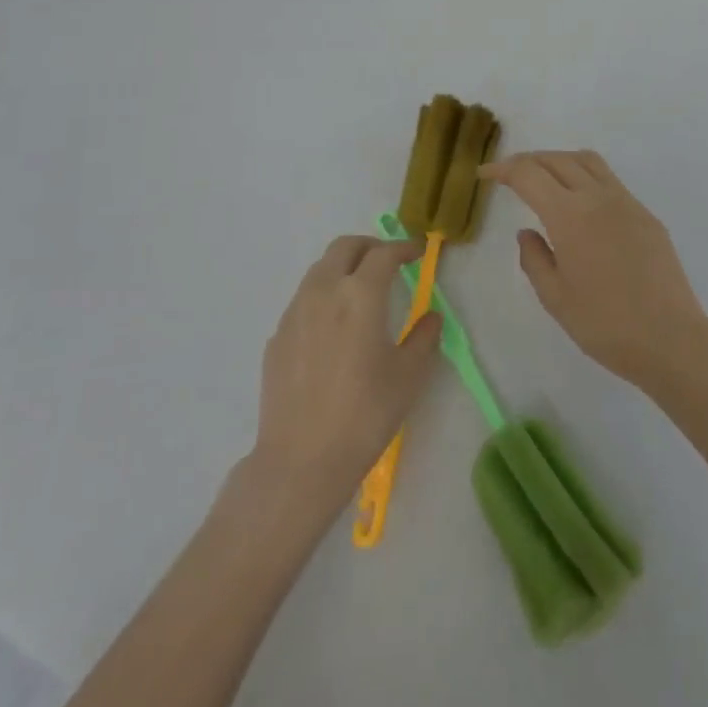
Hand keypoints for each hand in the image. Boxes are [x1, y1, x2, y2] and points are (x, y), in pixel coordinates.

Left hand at [249, 237, 441, 518]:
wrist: (301, 460)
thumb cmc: (365, 415)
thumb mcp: (408, 376)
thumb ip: (423, 337)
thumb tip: (430, 317)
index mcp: (360, 295)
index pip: (384, 254)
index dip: (403, 247)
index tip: (417, 252)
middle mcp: (323, 292)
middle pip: (344, 247)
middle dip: (369, 246)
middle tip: (388, 261)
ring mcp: (294, 313)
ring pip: (319, 270)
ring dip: (343, 268)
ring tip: (360, 291)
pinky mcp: (277, 337)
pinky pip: (303, 300)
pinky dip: (323, 297)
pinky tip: (333, 328)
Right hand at [480, 150, 707, 387]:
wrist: (671, 339)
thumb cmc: (605, 325)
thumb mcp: (555, 298)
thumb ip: (534, 259)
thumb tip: (527, 232)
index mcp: (570, 215)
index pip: (529, 174)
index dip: (502, 169)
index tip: (484, 173)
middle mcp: (598, 197)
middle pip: (557, 159)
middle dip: (528, 160)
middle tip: (508, 174)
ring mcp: (626, 202)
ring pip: (587, 161)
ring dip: (559, 160)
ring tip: (543, 177)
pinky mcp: (645, 215)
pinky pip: (609, 180)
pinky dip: (584, 176)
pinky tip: (579, 202)